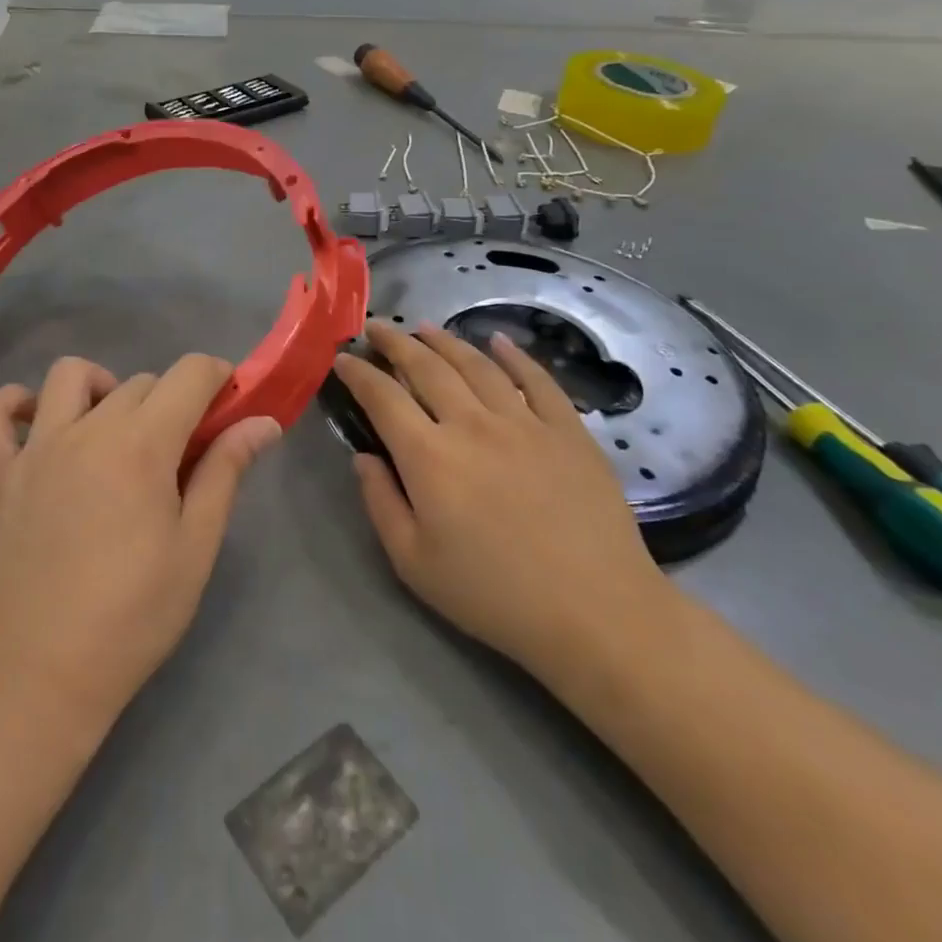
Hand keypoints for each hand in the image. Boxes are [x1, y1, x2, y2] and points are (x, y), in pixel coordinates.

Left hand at [0, 354, 280, 733]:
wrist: (42, 673)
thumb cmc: (133, 616)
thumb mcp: (195, 547)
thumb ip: (226, 472)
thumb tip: (264, 422)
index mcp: (142, 444)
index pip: (189, 374)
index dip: (218, 377)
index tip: (228, 404)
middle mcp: (87, 429)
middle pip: (140, 381)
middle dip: (172, 400)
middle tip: (181, 450)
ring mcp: (36, 448)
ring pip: (69, 376)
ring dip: (101, 386)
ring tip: (114, 429)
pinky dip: (10, 404)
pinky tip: (35, 423)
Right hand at [333, 321, 668, 673]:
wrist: (597, 614)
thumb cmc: (495, 595)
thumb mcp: (414, 563)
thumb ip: (380, 503)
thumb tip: (363, 458)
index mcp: (429, 456)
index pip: (382, 397)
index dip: (359, 373)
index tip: (343, 358)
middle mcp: (472, 424)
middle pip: (426, 367)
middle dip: (396, 343)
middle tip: (377, 328)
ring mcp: (525, 422)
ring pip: (477, 365)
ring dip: (446, 341)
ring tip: (426, 327)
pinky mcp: (568, 431)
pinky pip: (538, 380)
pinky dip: (515, 355)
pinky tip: (500, 341)